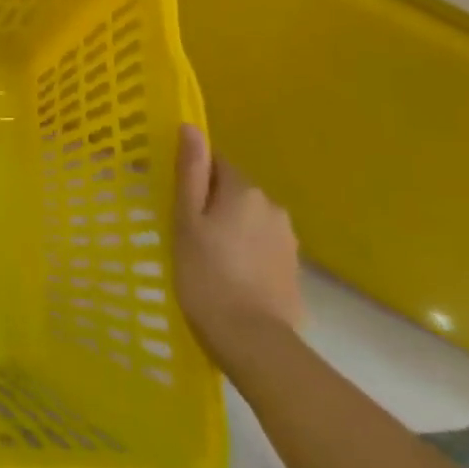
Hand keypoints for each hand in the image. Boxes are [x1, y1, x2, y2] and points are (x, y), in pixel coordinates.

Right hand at [173, 125, 302, 364]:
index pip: (217, 163)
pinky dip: (245, 252)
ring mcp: (288, 239)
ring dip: (230, 228)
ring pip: (249, 219)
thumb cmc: (206, 275)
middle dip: (213, 203)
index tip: (175, 200)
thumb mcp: (186, 220)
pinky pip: (261, 245)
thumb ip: (191, 172)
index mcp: (244, 190)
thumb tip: (191, 127)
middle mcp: (272, 207)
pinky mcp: (293, 268)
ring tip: (206, 256)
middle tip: (185, 230)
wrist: (253, 340)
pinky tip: (229, 275)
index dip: (194, 178)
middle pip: (235, 191)